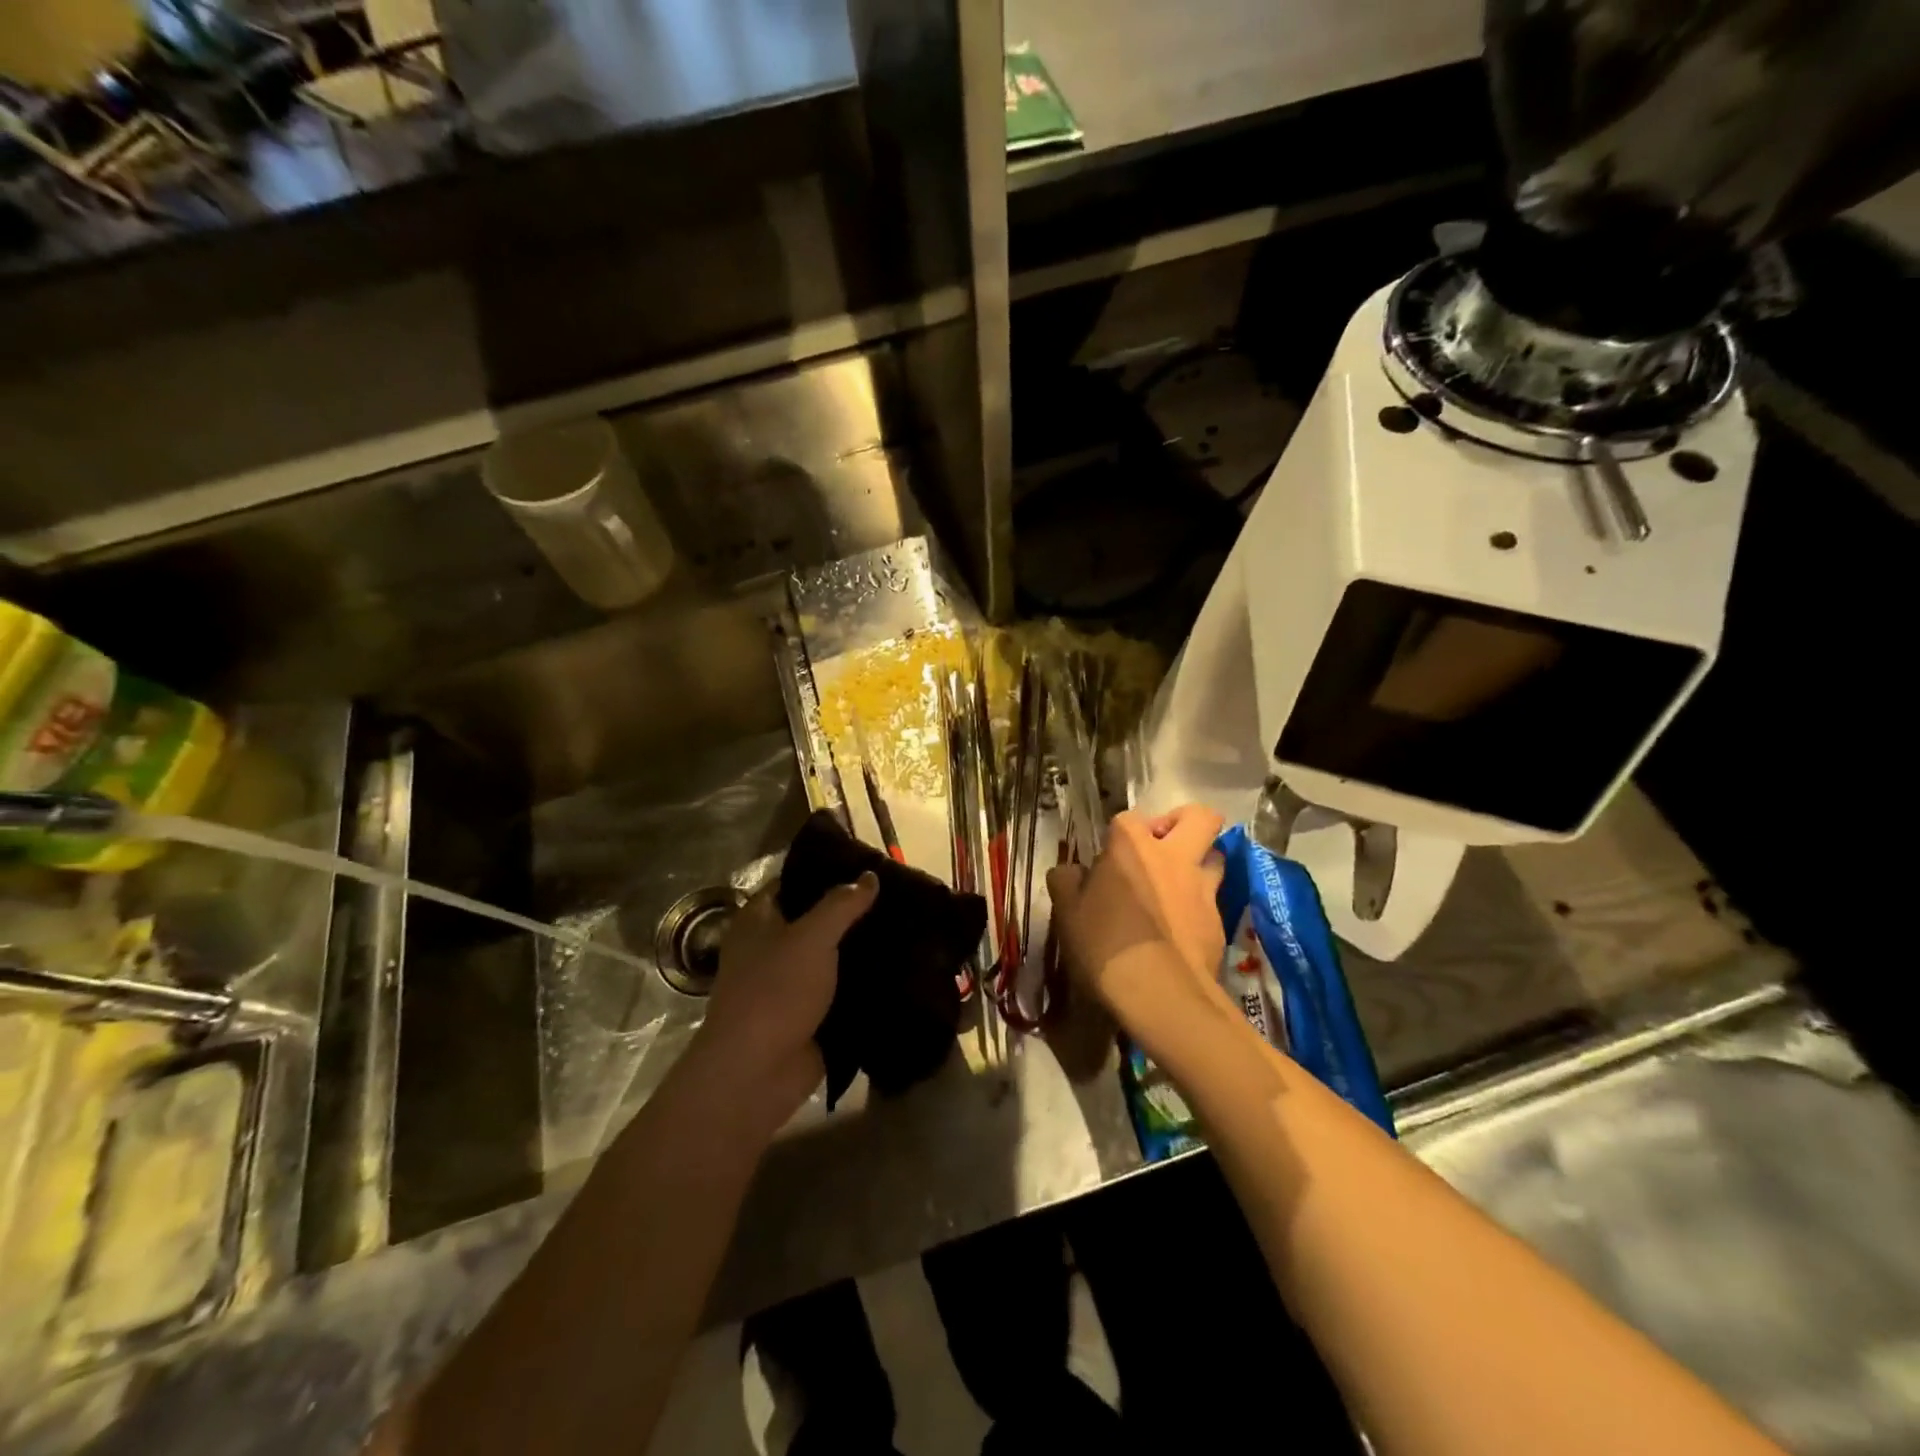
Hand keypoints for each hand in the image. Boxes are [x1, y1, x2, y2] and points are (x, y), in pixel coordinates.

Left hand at [692, 873, 876, 1132]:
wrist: (757, 1072)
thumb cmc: (776, 991)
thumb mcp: (812, 937)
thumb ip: (842, 904)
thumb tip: (870, 876)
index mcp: (759, 919)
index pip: (794, 881)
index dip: (827, 871)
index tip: (869, 865)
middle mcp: (770, 946)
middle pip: (815, 918)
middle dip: (851, 911)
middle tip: (898, 895)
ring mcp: (789, 983)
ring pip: (830, 955)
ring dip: (860, 947)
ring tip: (907, 927)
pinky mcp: (808, 1014)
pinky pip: (839, 989)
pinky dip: (863, 982)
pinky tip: (900, 968)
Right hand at [1047, 806, 1229, 1033]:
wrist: (1160, 993)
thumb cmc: (1105, 945)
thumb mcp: (1067, 913)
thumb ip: (1066, 882)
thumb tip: (1070, 872)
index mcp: (1132, 846)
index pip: (1128, 818)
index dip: (1119, 834)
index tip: (1108, 859)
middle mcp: (1174, 857)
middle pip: (1199, 817)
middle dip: (1184, 822)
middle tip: (1163, 845)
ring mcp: (1202, 888)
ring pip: (1216, 856)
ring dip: (1199, 861)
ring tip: (1177, 885)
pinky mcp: (1218, 921)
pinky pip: (1213, 899)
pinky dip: (1199, 904)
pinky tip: (1181, 928)